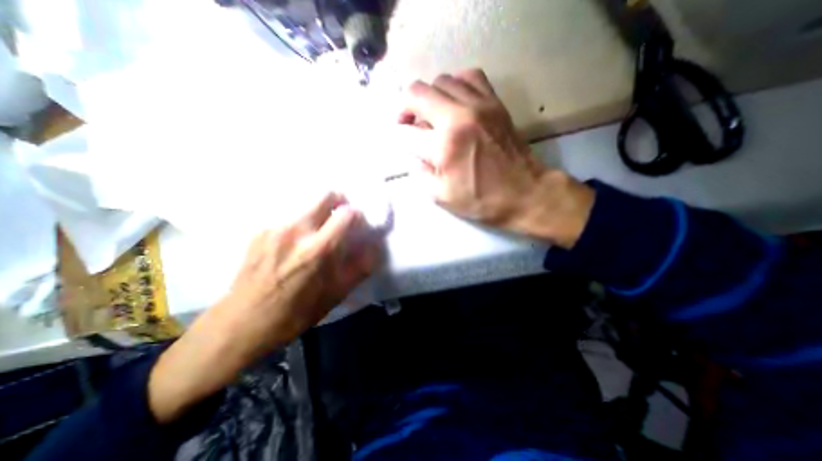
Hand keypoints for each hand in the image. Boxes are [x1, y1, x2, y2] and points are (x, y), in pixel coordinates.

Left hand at [149, 193, 377, 421]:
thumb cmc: (295, 312)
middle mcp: (296, 230)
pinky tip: (294, 243)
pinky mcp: (261, 231)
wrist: (241, 323)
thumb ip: (360, 268)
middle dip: (339, 201)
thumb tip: (374, 247)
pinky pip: (289, 216)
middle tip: (340, 217)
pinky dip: (300, 223)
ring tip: (316, 233)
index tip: (357, 225)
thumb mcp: (336, 295)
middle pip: (325, 195)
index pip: (347, 214)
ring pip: (306, 204)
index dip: (357, 216)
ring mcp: (275, 228)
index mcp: (318, 249)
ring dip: (318, 212)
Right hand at [402, 69, 595, 248]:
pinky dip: (455, 85)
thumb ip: (419, 172)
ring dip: (428, 96)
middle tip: (408, 123)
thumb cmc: (481, 200)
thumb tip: (412, 152)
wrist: (524, 193)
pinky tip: (454, 102)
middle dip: (404, 108)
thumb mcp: (441, 196)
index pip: (407, 132)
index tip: (402, 142)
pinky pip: (469, 76)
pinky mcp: (495, 102)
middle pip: (417, 93)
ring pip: (441, 80)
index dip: (399, 137)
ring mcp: (479, 105)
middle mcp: (459, 116)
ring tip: (431, 114)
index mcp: (444, 145)